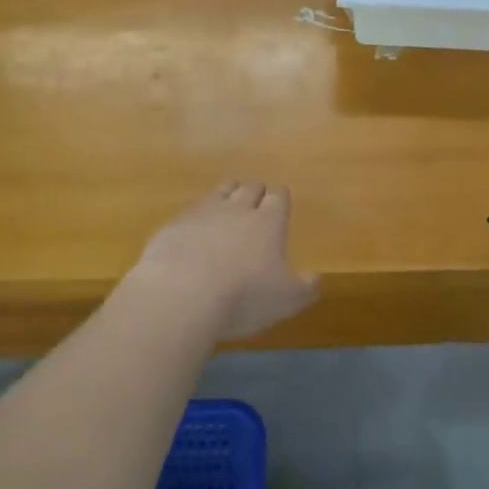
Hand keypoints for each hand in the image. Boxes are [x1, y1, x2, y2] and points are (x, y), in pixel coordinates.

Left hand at [125, 180, 319, 341]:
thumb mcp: (286, 300)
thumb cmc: (243, 296)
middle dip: (255, 191)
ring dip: (227, 194)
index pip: (278, 198)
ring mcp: (202, 214)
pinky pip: (190, 212)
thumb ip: (305, 288)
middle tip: (257, 199)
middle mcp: (237, 210)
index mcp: (268, 222)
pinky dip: (196, 218)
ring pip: (219, 192)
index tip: (281, 200)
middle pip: (249, 188)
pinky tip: (194, 231)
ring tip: (228, 200)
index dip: (280, 198)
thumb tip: (314, 279)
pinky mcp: (174, 226)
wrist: (181, 294)